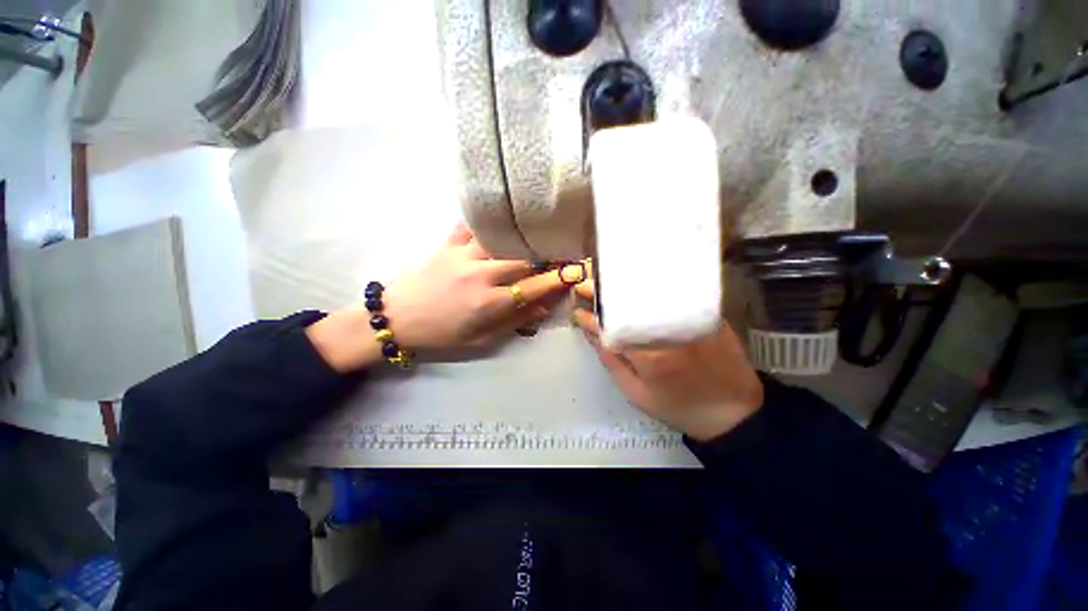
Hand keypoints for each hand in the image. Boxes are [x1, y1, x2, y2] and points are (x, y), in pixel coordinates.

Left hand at [383, 224, 575, 349]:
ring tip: (538, 235)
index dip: (557, 280)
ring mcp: (463, 255)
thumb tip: (544, 307)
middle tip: (562, 251)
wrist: (396, 317)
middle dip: (547, 254)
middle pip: (523, 258)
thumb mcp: (481, 339)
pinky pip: (472, 225)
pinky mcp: (447, 243)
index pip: (534, 287)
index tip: (575, 272)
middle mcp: (480, 274)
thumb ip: (515, 322)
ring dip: (523, 237)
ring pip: (503, 239)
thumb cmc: (442, 333)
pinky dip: (489, 222)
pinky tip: (502, 220)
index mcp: (489, 303)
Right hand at [571, 271, 763, 441]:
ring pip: (651, 292)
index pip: (611, 326)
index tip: (577, 308)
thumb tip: (589, 330)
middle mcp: (669, 329)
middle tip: (586, 284)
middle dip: (604, 290)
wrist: (734, 411)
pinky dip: (651, 285)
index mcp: (650, 354)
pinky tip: (636, 283)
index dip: (591, 315)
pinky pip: (672, 292)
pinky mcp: (706, 312)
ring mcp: (690, 317)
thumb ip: (610, 359)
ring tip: (605, 280)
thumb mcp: (636, 393)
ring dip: (625, 284)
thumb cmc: (678, 407)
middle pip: (630, 300)